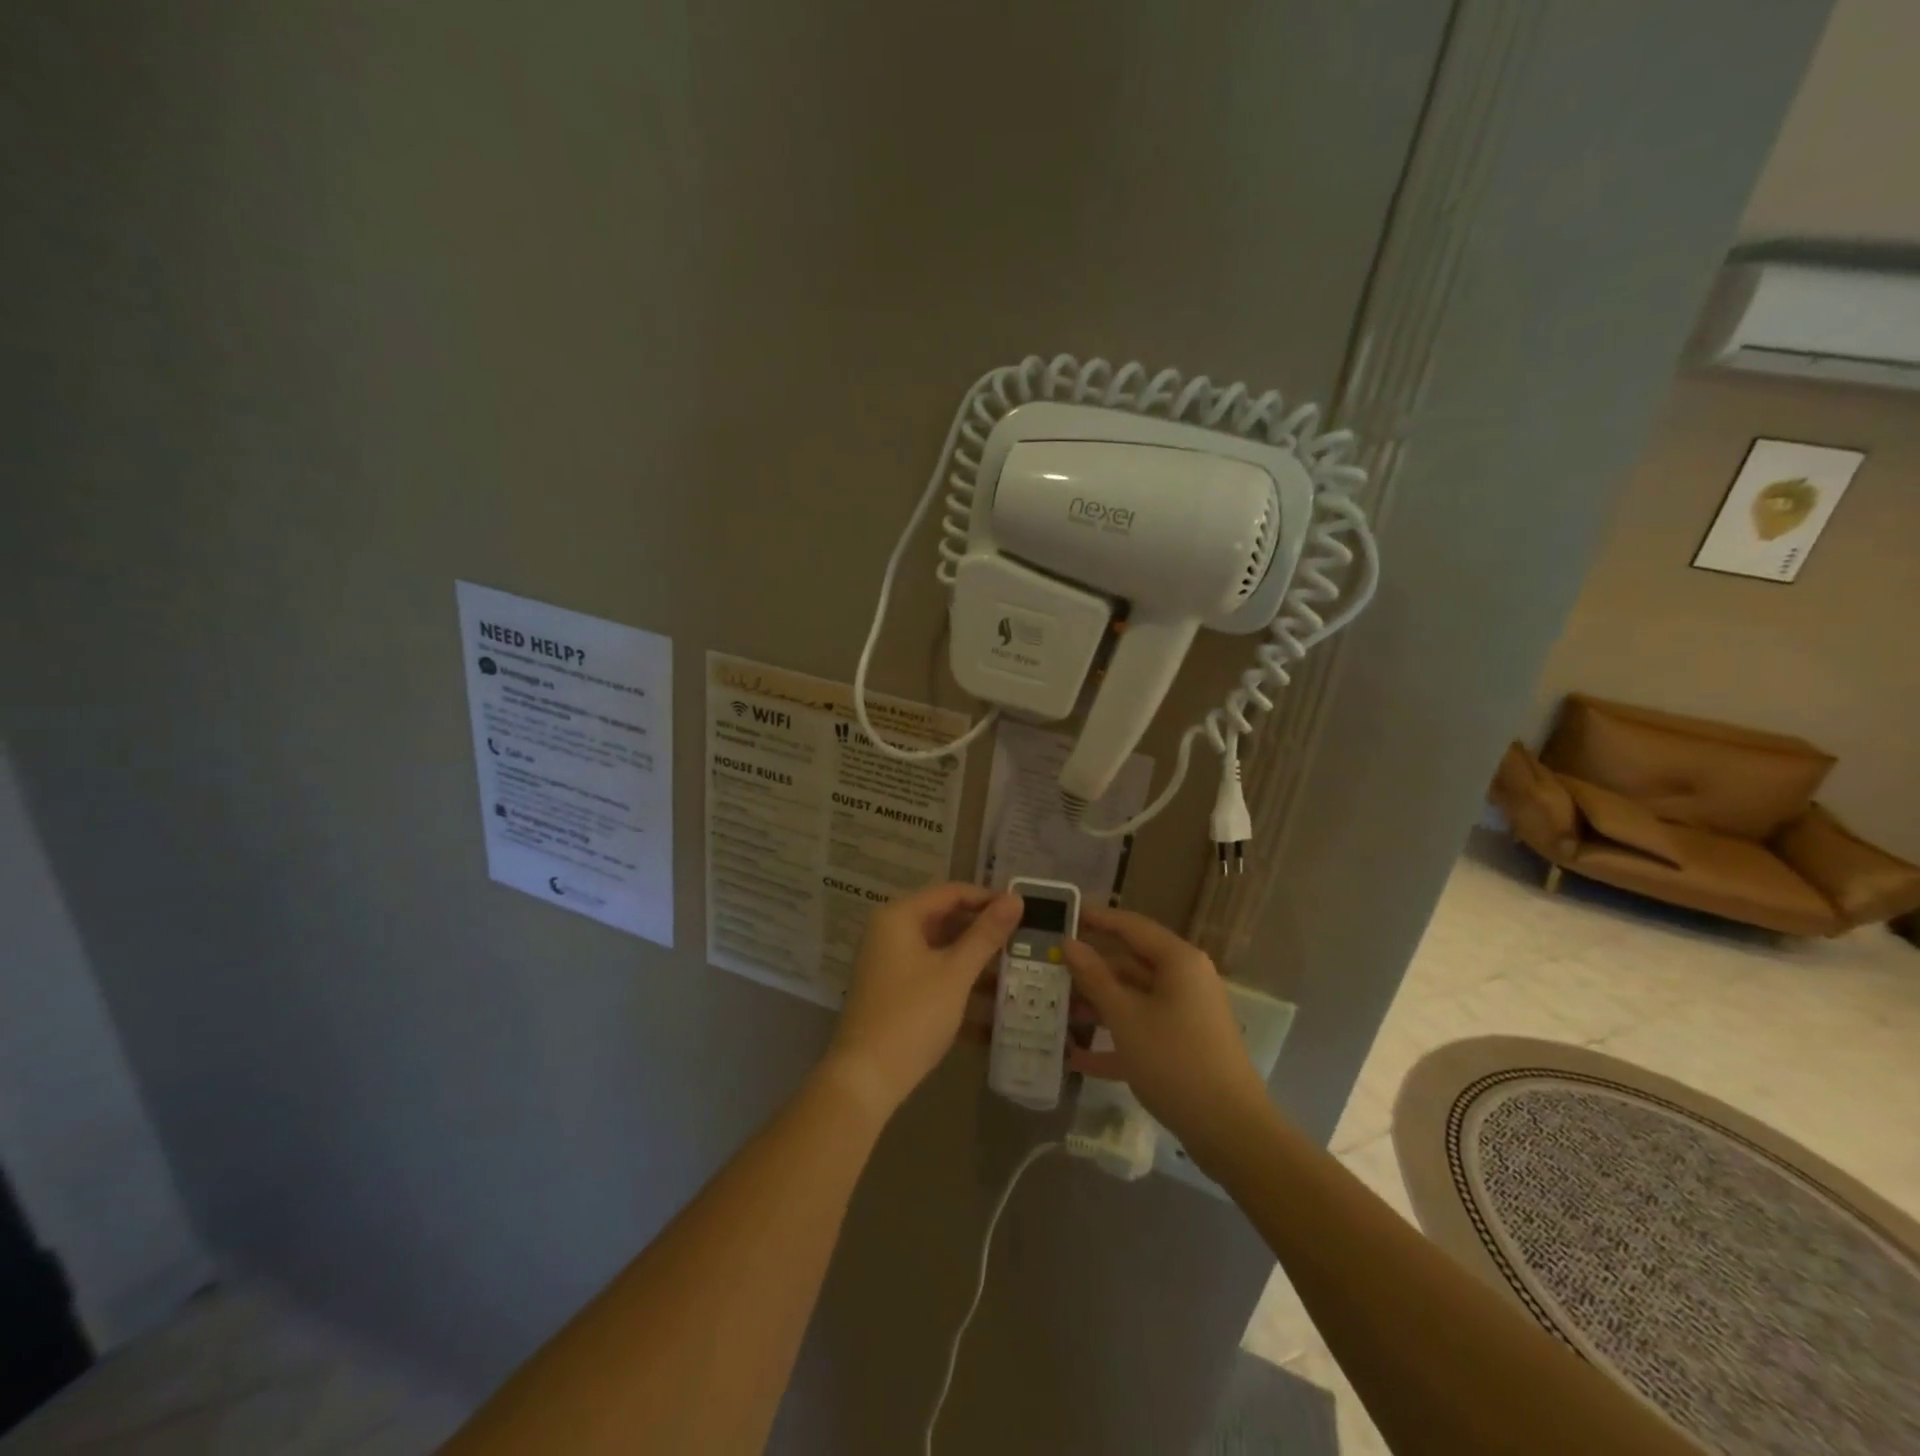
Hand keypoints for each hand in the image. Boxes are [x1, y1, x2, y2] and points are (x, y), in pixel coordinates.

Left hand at [824, 882, 1021, 1118]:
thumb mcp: (955, 973)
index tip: (1024, 911)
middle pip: (945, 921)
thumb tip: (1015, 899)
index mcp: (899, 917)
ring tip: (1017, 976)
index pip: (951, 892)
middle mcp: (890, 933)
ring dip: (976, 964)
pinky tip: (993, 1013)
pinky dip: (959, 988)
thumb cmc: (912, 1015)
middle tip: (1024, 943)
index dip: (987, 898)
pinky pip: (933, 978)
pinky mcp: (893, 994)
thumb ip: (986, 935)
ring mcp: (890, 965)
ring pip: (941, 953)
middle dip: (984, 934)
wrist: (866, 1078)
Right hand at [1062, 906, 1268, 1150]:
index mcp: (1178, 961)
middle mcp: (1184, 980)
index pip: (1130, 926)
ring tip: (1054, 1012)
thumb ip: (1095, 978)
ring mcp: (1185, 1014)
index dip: (1095, 918)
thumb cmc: (1174, 1061)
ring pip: (1133, 998)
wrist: (1230, 1130)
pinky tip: (1076, 1058)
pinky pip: (1142, 1030)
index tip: (1062, 916)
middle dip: (1089, 970)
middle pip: (1130, 963)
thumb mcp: (1126, 1017)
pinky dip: (1113, 1040)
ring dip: (1096, 1006)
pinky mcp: (1183, 1046)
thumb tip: (1069, 943)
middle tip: (1048, 970)